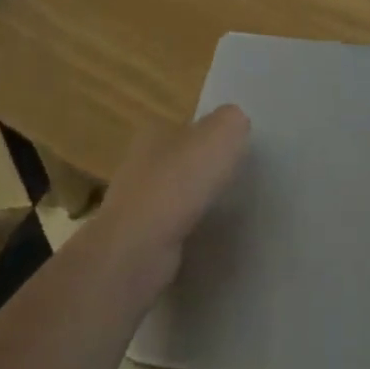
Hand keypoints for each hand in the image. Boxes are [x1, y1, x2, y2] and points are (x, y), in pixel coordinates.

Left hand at [91, 105, 250, 279]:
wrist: (140, 248)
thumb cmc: (180, 182)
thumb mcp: (221, 134)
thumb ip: (231, 120)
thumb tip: (235, 124)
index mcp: (152, 133)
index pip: (185, 128)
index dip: (210, 137)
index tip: (234, 152)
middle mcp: (138, 164)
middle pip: (179, 162)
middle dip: (203, 171)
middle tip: (235, 182)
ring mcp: (133, 205)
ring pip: (174, 197)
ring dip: (195, 203)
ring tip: (226, 211)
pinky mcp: (137, 240)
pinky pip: (171, 229)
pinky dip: (188, 231)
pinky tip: (207, 237)